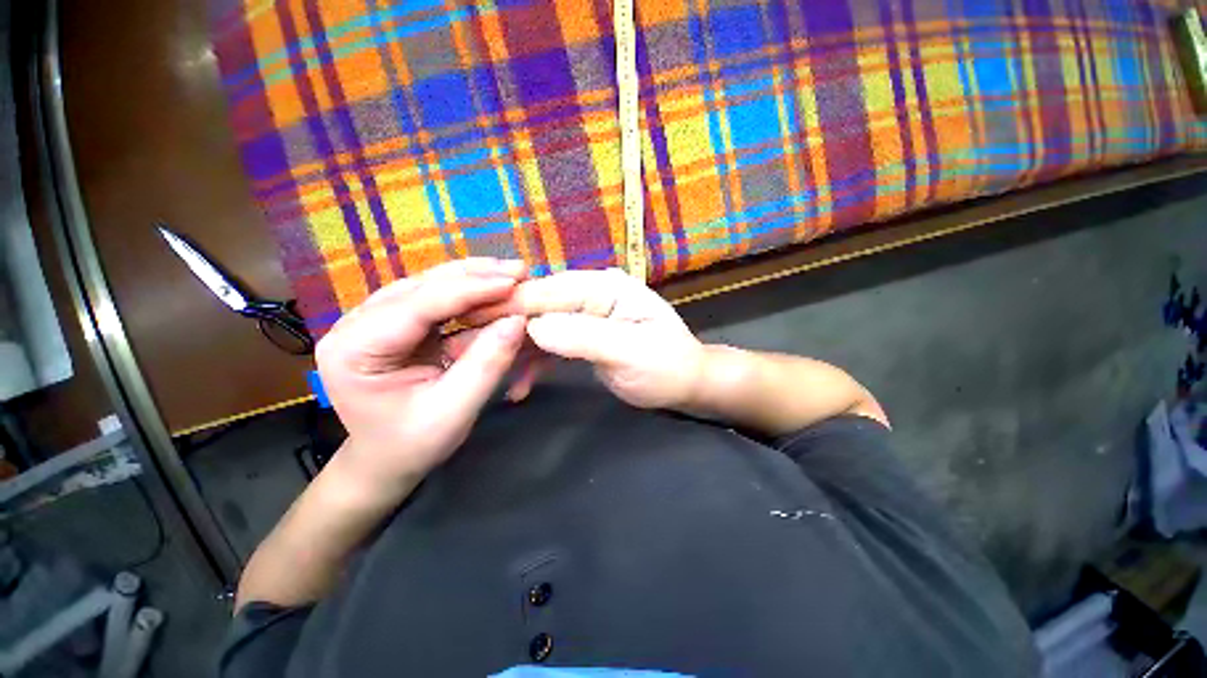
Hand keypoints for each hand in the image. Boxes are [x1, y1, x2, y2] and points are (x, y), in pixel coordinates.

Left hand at [314, 259, 528, 496]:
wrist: (386, 459)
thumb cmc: (413, 444)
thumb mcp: (453, 411)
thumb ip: (486, 365)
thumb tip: (518, 321)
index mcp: (354, 349)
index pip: (418, 305)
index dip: (470, 290)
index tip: (514, 281)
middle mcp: (357, 324)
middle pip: (421, 286)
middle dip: (474, 277)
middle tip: (519, 270)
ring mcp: (374, 319)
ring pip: (428, 284)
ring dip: (473, 277)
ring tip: (511, 273)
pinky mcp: (396, 323)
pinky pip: (435, 297)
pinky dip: (468, 290)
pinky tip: (492, 284)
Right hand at [477, 269, 704, 408]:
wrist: (687, 383)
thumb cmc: (666, 368)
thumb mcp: (630, 354)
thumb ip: (582, 337)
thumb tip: (533, 327)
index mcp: (605, 288)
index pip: (549, 292)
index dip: (508, 305)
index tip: (465, 319)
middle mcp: (593, 294)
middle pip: (539, 305)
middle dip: (501, 326)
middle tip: (458, 345)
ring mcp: (588, 314)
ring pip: (540, 325)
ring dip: (513, 346)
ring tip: (482, 369)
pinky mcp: (585, 334)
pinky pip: (552, 343)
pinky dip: (534, 361)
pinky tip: (520, 385)